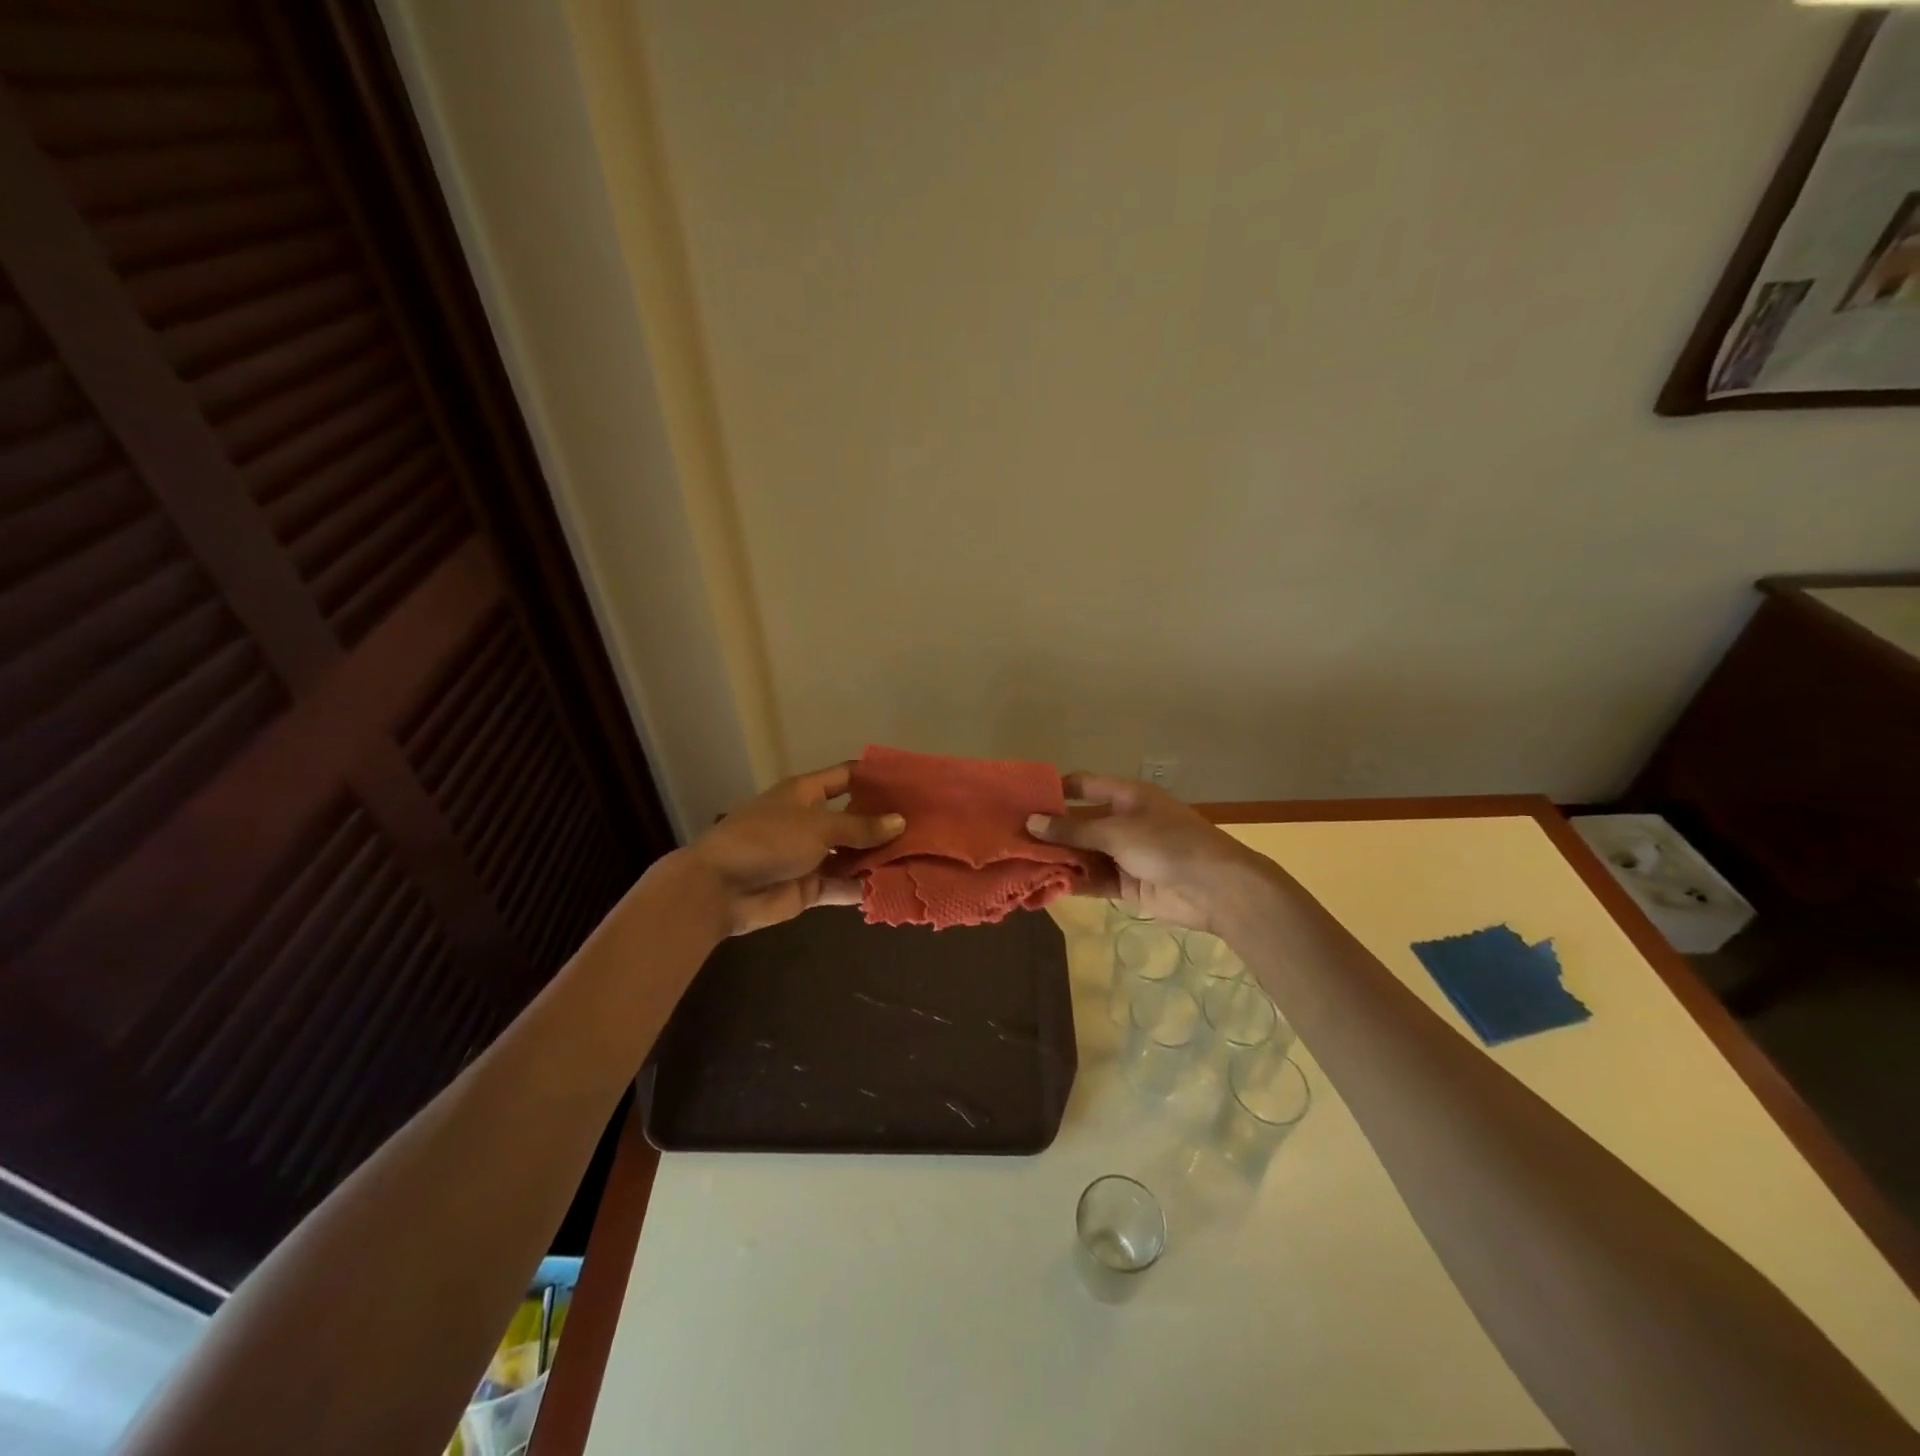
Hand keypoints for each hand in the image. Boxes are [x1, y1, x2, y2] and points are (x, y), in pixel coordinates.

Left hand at [686, 763, 903, 935]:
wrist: (720, 888)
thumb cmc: (768, 840)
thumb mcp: (818, 826)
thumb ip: (860, 827)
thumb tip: (900, 822)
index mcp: (806, 793)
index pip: (847, 777)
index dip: (876, 777)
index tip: (911, 782)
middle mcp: (811, 820)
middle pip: (855, 818)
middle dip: (885, 823)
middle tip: (927, 825)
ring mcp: (811, 854)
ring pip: (852, 854)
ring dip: (878, 857)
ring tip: (920, 858)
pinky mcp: (810, 886)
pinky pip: (843, 884)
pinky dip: (864, 887)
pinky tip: (894, 887)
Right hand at [1026, 773, 1268, 935]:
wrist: (1216, 888)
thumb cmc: (1167, 844)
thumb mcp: (1116, 831)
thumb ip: (1073, 829)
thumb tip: (1031, 822)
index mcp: (1125, 796)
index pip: (1082, 786)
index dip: (1054, 791)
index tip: (1021, 800)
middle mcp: (1123, 821)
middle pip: (1079, 823)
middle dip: (1050, 831)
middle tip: (1010, 838)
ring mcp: (1125, 854)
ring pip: (1084, 853)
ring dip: (1058, 859)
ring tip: (1019, 865)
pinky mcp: (1128, 883)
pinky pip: (1094, 879)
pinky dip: (1074, 881)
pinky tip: (1045, 886)